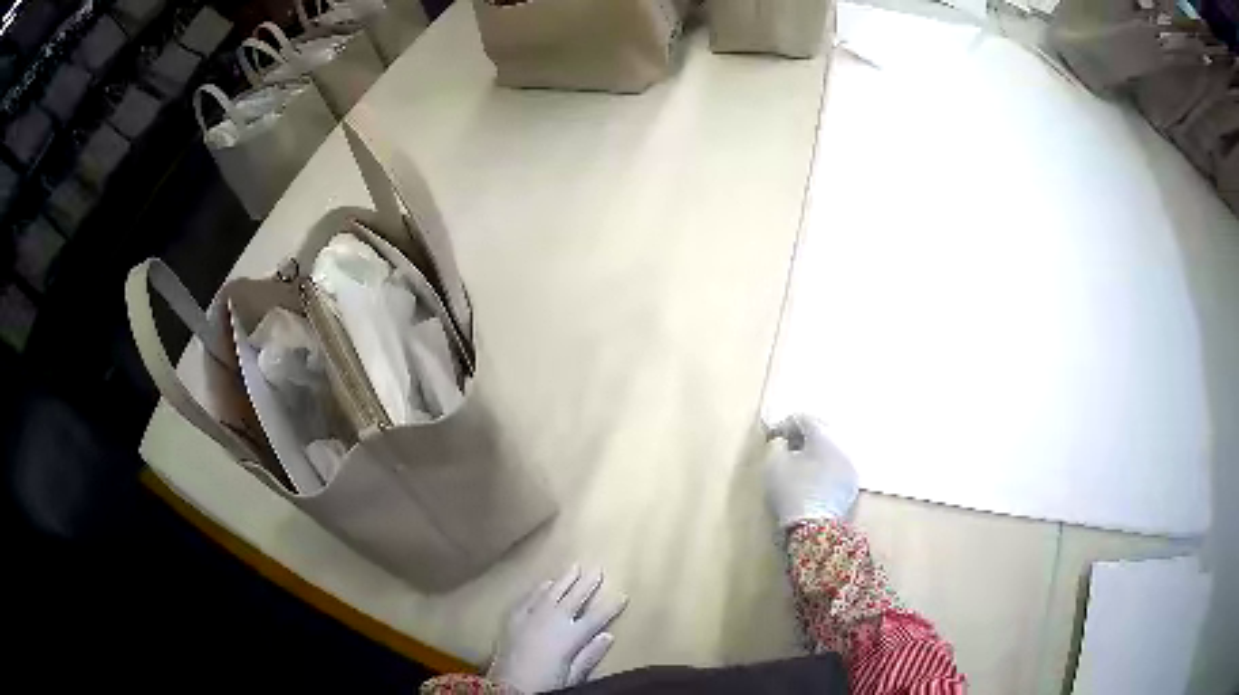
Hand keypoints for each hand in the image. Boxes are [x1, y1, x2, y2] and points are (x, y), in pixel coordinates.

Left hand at [488, 565, 627, 692]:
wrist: (506, 687)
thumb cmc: (544, 684)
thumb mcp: (572, 677)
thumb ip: (589, 655)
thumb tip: (608, 636)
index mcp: (571, 636)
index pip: (596, 618)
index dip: (610, 607)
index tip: (623, 595)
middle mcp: (553, 620)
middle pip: (575, 598)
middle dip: (588, 583)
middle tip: (598, 569)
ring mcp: (531, 616)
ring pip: (552, 592)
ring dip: (565, 579)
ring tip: (575, 566)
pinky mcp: (513, 618)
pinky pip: (529, 598)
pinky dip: (539, 589)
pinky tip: (546, 583)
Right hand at [764, 414, 858, 527]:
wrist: (814, 529)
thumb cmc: (792, 492)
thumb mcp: (774, 465)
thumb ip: (776, 445)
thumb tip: (783, 441)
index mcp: (823, 438)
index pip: (804, 419)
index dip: (786, 425)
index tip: (773, 437)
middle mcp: (841, 448)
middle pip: (821, 435)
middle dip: (803, 440)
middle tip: (786, 450)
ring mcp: (849, 469)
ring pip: (830, 453)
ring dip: (814, 456)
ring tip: (798, 468)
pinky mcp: (851, 488)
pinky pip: (835, 469)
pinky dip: (823, 470)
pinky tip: (812, 483)